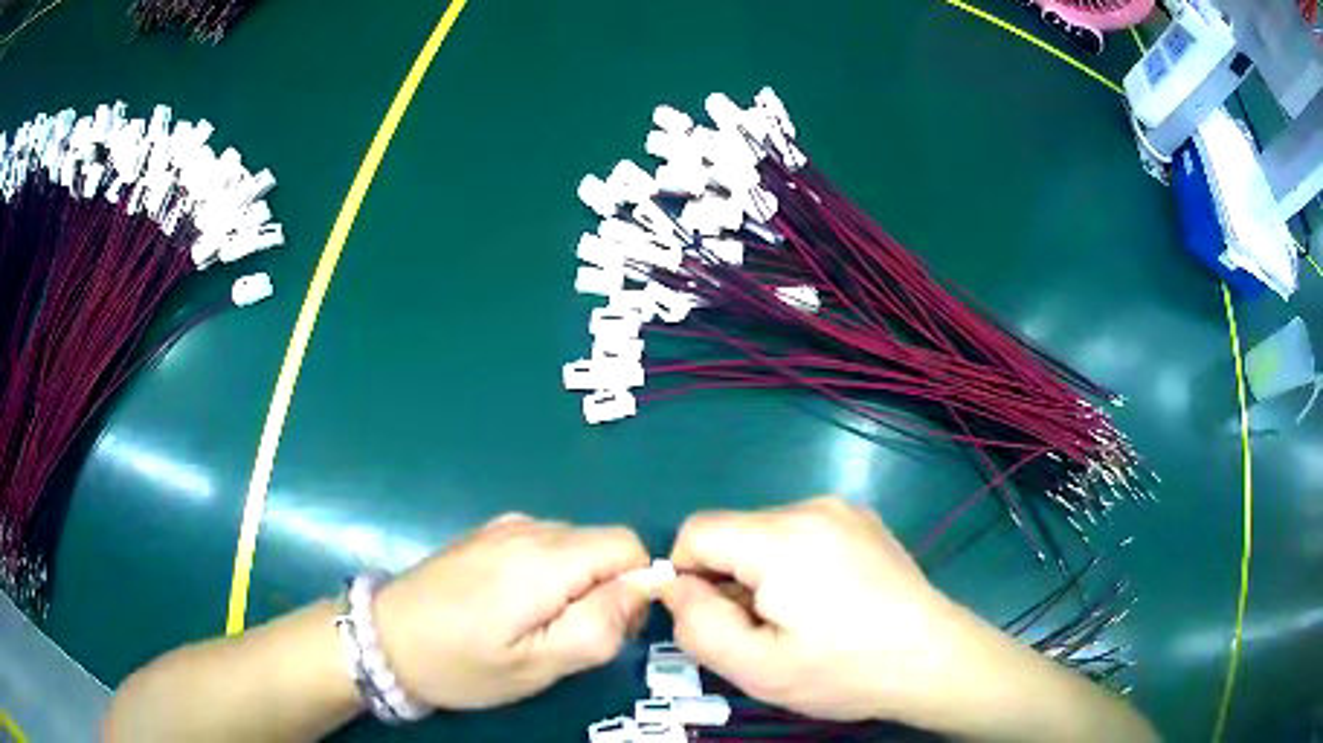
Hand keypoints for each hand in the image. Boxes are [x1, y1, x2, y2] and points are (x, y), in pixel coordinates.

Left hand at [374, 514, 650, 709]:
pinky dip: (551, 575)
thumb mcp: (538, 663)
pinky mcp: (487, 534)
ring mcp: (504, 527)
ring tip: (540, 628)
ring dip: (578, 584)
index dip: (636, 587)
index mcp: (545, 558)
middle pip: (603, 545)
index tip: (610, 629)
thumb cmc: (462, 663)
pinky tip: (515, 608)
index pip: (629, 545)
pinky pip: (544, 546)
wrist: (384, 639)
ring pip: (575, 546)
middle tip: (570, 640)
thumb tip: (650, 583)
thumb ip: (601, 624)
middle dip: (607, 589)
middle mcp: (528, 528)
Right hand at [662, 496, 971, 723]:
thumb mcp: (756, 667)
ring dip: (760, 574)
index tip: (714, 620)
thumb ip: (697, 624)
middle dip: (728, 580)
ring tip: (797, 621)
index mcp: (781, 538)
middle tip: (760, 632)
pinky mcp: (863, 520)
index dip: (687, 576)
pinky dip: (793, 565)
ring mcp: (842, 510)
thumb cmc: (844, 670)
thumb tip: (672, 586)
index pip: (696, 530)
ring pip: (765, 535)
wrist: (933, 659)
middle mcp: (811, 507)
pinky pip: (801, 534)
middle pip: (733, 533)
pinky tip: (827, 602)